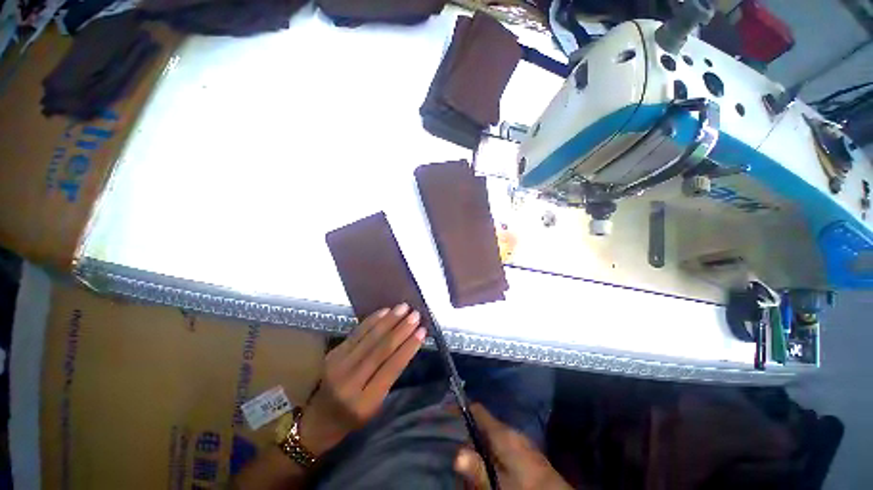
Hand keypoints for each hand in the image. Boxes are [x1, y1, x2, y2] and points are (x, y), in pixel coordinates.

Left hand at [299, 303, 425, 455]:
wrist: (318, 420)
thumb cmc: (353, 418)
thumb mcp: (375, 406)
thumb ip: (389, 377)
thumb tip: (407, 345)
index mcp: (365, 402)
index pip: (392, 368)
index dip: (409, 347)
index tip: (422, 331)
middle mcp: (350, 382)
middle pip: (381, 349)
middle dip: (401, 329)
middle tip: (415, 315)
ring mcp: (338, 365)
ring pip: (369, 337)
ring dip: (389, 320)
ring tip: (403, 308)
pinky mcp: (333, 354)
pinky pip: (356, 333)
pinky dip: (372, 320)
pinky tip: (385, 311)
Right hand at [454, 404, 570, 489]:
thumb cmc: (526, 489)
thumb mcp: (499, 485)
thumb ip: (479, 470)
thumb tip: (457, 455)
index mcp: (504, 433)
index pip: (478, 410)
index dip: (461, 408)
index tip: (446, 411)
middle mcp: (512, 432)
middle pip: (483, 426)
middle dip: (469, 439)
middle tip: (457, 457)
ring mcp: (521, 442)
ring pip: (492, 439)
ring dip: (480, 451)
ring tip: (473, 469)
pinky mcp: (527, 453)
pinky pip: (502, 448)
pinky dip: (492, 457)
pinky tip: (491, 472)